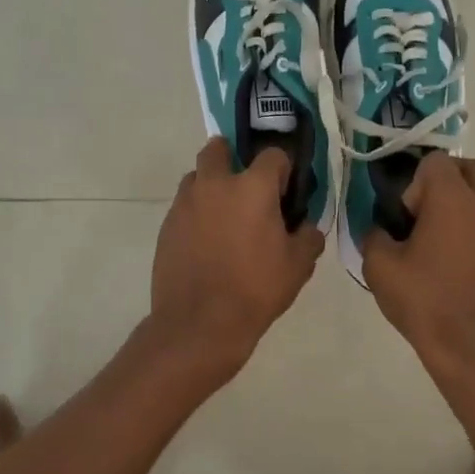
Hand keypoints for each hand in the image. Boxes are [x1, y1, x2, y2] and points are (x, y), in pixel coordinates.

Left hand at [149, 139, 324, 371]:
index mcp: (253, 188)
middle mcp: (215, 184)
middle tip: (245, 187)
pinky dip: (195, 213)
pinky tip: (205, 242)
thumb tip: (307, 227)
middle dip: (232, 157)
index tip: (286, 192)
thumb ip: (308, 238)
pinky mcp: (166, 226)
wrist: (199, 323)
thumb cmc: (256, 290)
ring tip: (223, 216)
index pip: (273, 155)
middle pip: (219, 149)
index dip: (283, 170)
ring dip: (210, 185)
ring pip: (196, 177)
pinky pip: (183, 206)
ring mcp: (185, 203)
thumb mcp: (298, 266)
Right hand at [363, 154, 474, 380]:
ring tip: (457, 239)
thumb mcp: (380, 269)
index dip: (417, 184)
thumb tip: (383, 229)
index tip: (410, 217)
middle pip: (474, 169)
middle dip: (451, 184)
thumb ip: (375, 235)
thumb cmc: (425, 305)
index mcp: (454, 199)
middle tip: (432, 219)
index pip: (436, 162)